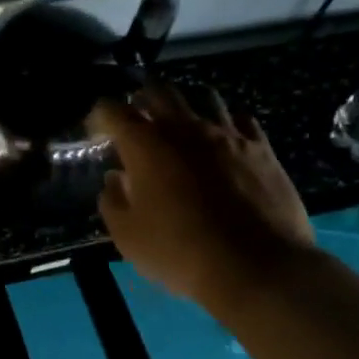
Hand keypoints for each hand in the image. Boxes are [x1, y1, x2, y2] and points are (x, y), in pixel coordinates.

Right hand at [91, 84, 314, 308]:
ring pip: (204, 97)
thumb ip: (113, 201)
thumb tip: (115, 179)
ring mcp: (226, 134)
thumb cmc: (181, 252)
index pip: (112, 109)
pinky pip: (242, 120)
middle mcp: (184, 127)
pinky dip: (227, 123)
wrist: (258, 268)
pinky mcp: (261, 148)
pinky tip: (225, 139)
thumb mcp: (128, 237)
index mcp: (145, 144)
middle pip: (158, 90)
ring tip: (183, 124)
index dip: (100, 116)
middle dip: (142, 98)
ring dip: (187, 105)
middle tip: (138, 119)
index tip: (97, 133)